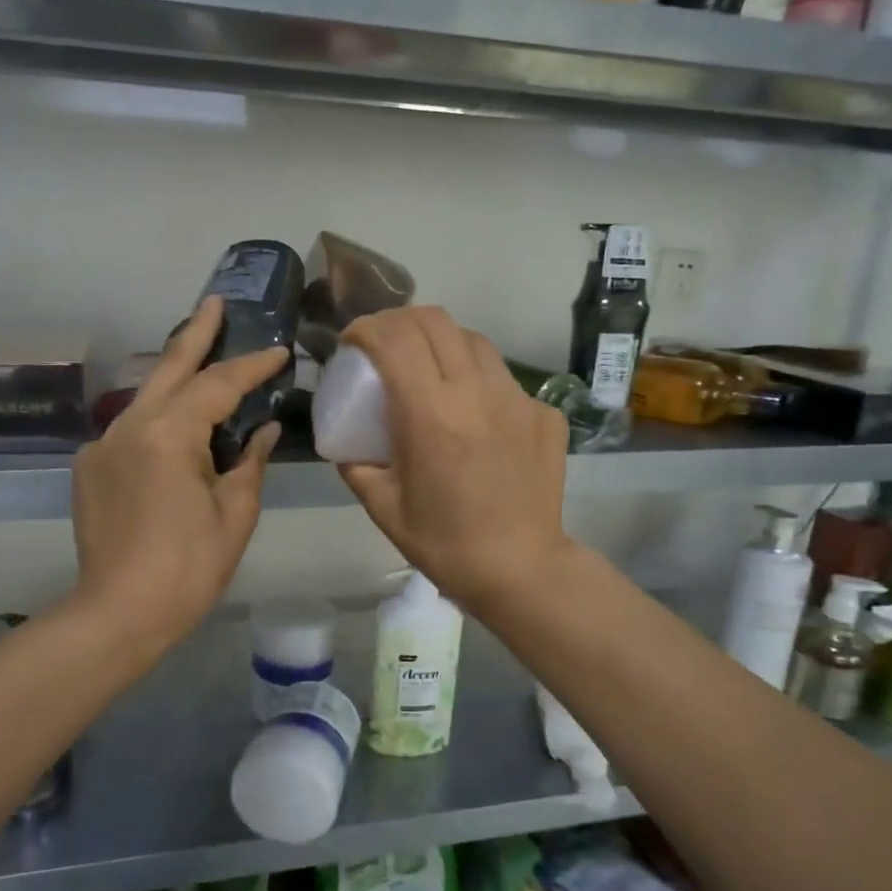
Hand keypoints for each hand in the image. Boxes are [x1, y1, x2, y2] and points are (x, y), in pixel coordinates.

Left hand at [69, 296, 286, 658]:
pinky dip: (159, 418)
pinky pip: (132, 428)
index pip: (218, 384)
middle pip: (169, 367)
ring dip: (177, 375)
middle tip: (216, 302)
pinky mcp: (90, 466)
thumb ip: (249, 462)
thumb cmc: (188, 568)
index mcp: (168, 434)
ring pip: (147, 396)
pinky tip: (176, 430)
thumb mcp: (234, 514)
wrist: (117, 614)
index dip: (252, 366)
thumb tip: (261, 431)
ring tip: (202, 355)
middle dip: (196, 332)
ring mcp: (103, 444)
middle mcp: (128, 426)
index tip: (280, 351)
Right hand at [338, 308, 572, 611]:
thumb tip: (347, 444)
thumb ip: (356, 466)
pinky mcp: (544, 414)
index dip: (366, 328)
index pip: (394, 339)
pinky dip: (478, 379)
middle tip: (384, 344)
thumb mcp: (383, 507)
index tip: (352, 342)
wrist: (521, 569)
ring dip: (441, 341)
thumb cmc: (444, 543)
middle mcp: (475, 393)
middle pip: (435, 321)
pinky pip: (504, 378)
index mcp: (430, 414)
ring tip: (428, 367)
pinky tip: (473, 412)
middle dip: (399, 321)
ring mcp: (516, 399)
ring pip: (474, 340)